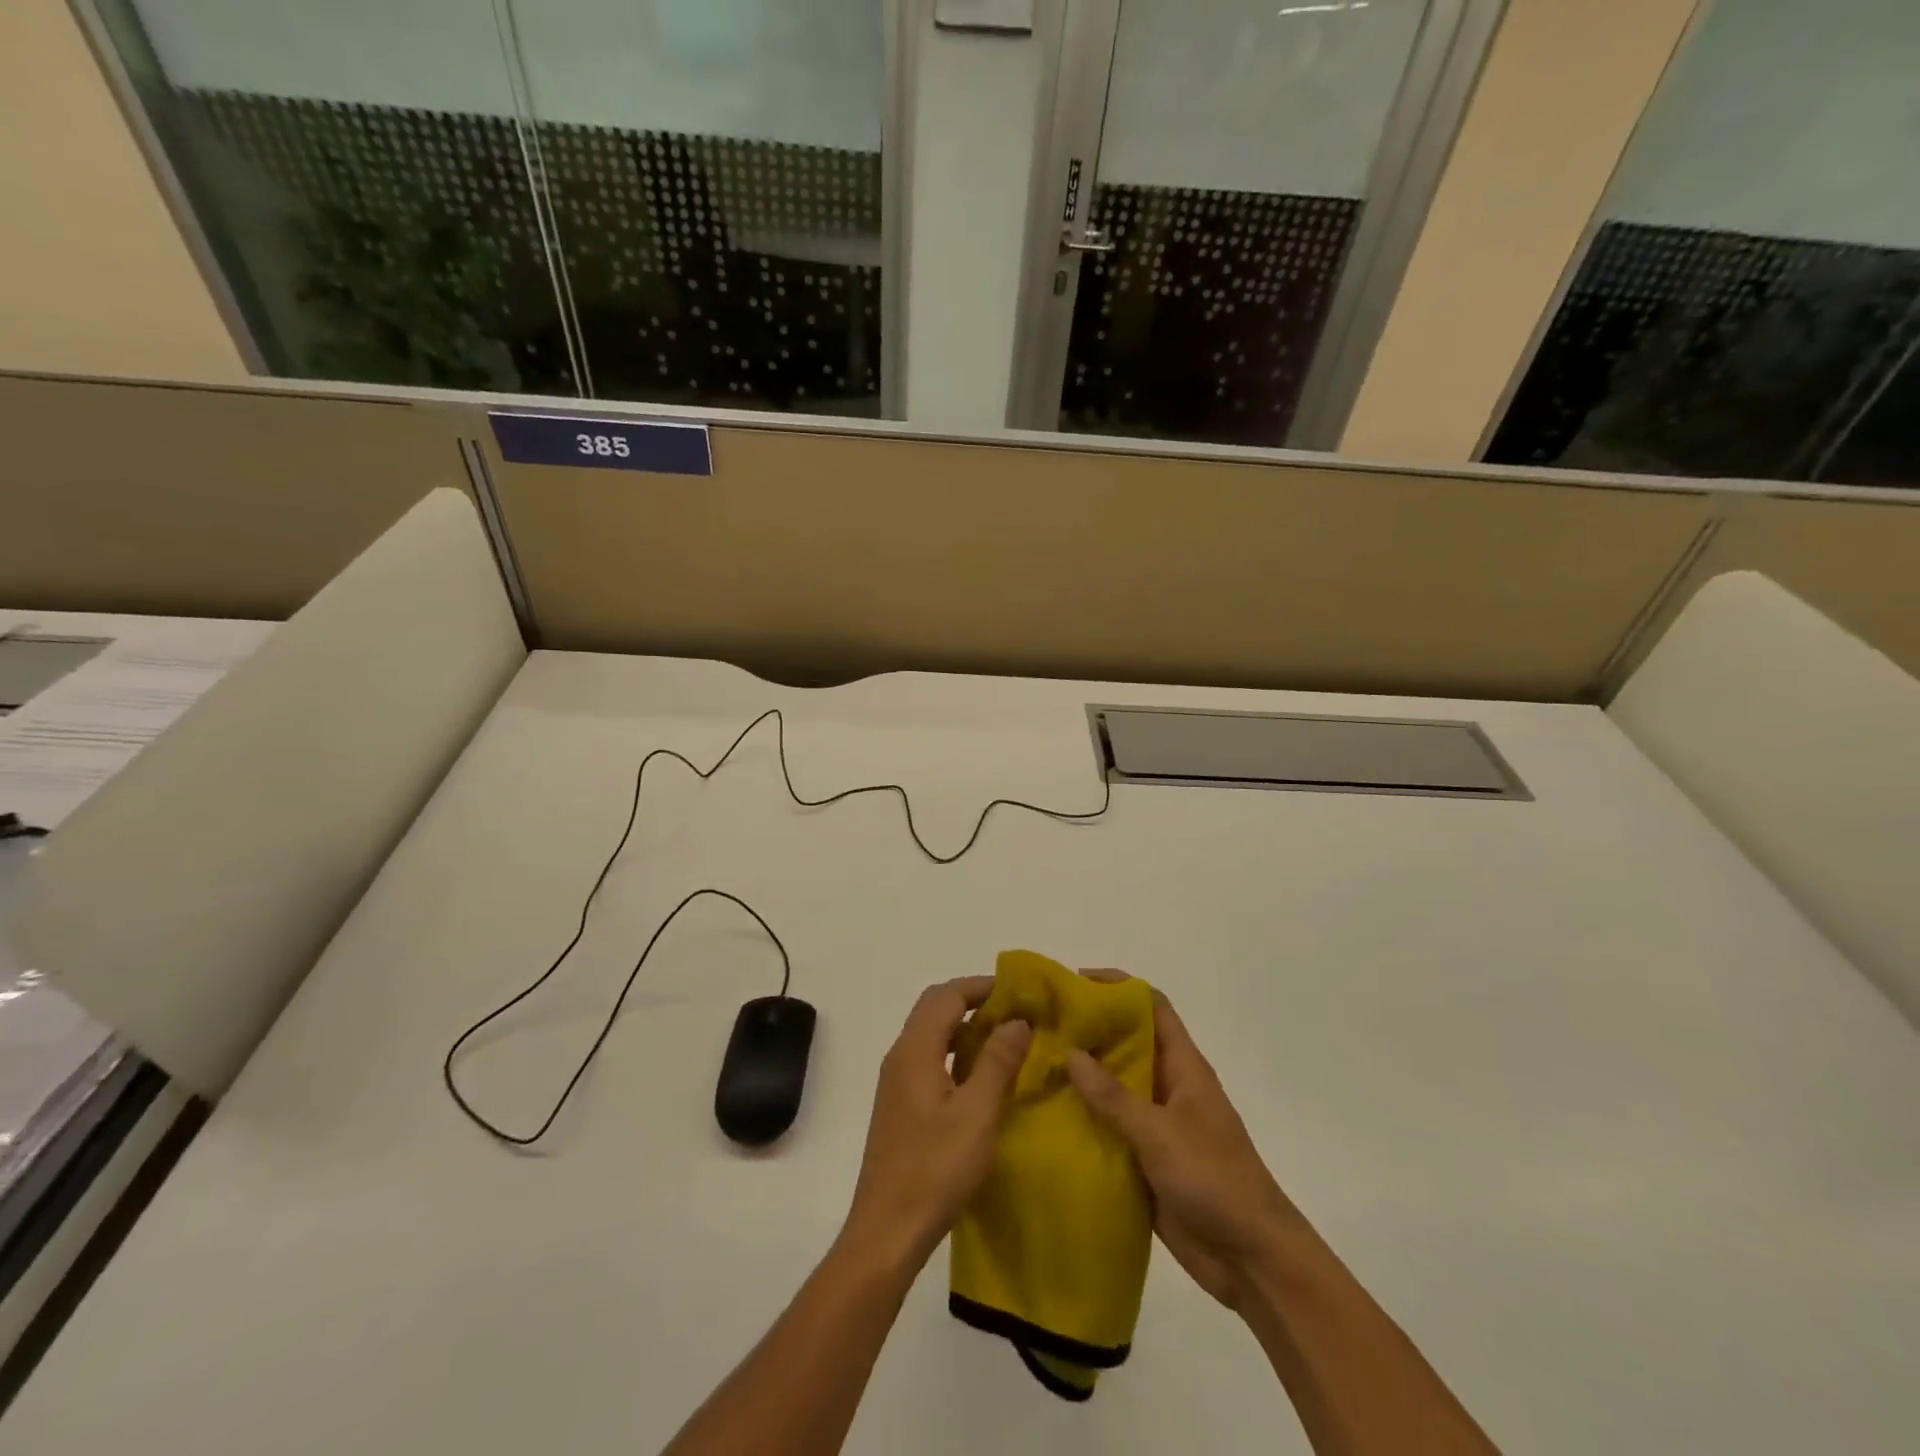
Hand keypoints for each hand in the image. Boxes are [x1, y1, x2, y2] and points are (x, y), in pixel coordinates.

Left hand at [840, 978, 1030, 1272]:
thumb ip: (997, 1062)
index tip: (1018, 990)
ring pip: (932, 1034)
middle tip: (1015, 1011)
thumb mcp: (977, 1113)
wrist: (887, 1232)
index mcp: (914, 1050)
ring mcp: (897, 1082)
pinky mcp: (901, 1105)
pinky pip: (930, 1059)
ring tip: (1007, 1039)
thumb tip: (1017, 1020)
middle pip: (935, 1008)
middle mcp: (900, 1056)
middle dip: (974, 1001)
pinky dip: (956, 1052)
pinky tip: (982, 1076)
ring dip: (966, 1027)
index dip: (981, 986)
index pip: (946, 995)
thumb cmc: (934, 1169)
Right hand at [1066, 974, 1299, 1311]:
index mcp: (1183, 1066)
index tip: (1074, 983)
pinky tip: (1046, 1118)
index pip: (1151, 1007)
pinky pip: (1109, 1127)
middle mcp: (1167, 1086)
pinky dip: (1082, 1118)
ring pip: (1113, 1086)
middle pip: (1126, 1043)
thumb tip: (1070, 1052)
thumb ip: (1113, 1095)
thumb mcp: (1161, 1133)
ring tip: (1033, 1066)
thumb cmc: (1214, 1180)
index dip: (1118, 987)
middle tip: (1040, 1025)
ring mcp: (1156, 1124)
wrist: (1252, 1260)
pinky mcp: (1144, 1159)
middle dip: (1087, 1030)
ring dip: (1080, 1076)